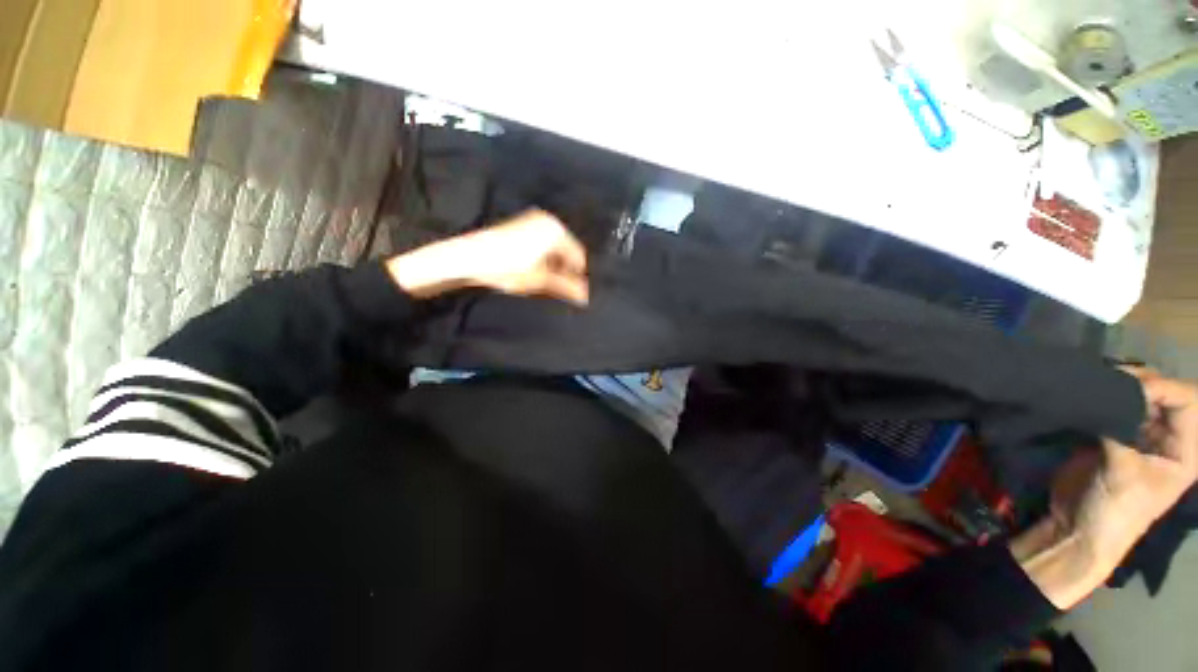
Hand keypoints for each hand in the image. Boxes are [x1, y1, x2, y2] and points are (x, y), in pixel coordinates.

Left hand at [386, 209, 588, 304]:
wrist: (469, 256)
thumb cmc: (508, 268)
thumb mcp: (540, 280)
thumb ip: (565, 287)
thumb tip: (585, 296)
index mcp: (556, 232)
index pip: (578, 256)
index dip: (576, 276)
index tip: (572, 292)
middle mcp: (548, 221)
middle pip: (566, 250)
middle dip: (564, 269)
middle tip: (557, 287)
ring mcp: (533, 220)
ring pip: (553, 246)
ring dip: (552, 263)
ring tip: (542, 280)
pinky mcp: (521, 224)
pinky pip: (542, 241)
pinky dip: (542, 255)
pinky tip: (531, 268)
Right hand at [1013, 372, 1197, 608]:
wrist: (1077, 528)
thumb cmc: (1113, 511)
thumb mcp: (1122, 474)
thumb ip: (1119, 432)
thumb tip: (1102, 394)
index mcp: (1187, 450)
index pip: (1187, 402)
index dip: (1163, 387)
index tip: (1126, 383)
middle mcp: (1170, 438)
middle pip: (1167, 394)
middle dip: (1143, 381)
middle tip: (1110, 374)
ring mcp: (1142, 436)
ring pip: (1141, 397)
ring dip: (1121, 386)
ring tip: (1097, 380)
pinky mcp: (1115, 434)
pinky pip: (1117, 407)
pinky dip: (1105, 396)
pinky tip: (1089, 392)